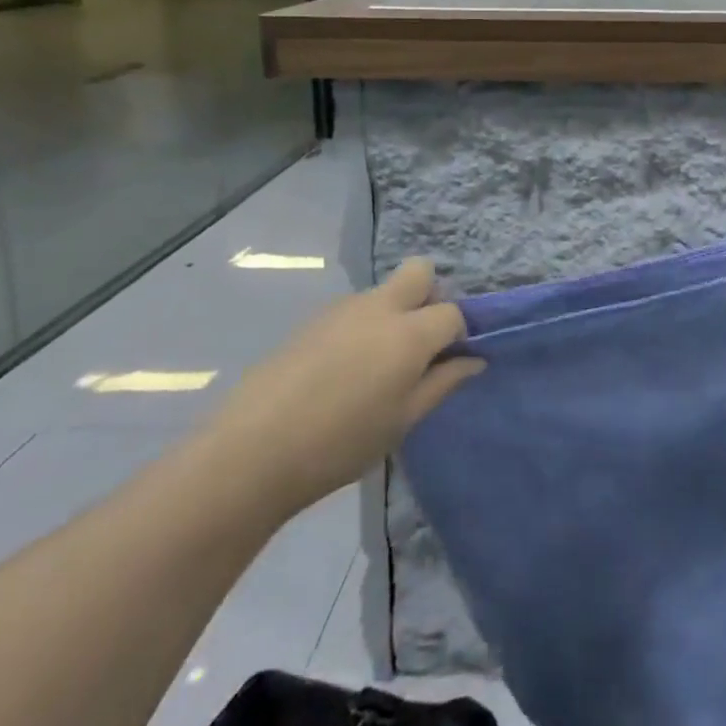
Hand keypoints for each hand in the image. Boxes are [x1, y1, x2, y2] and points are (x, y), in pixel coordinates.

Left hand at [201, 259, 483, 520]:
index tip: (451, 361)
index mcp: (410, 332)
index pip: (453, 313)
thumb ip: (443, 383)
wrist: (251, 453)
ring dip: (394, 314)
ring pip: (384, 293)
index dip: (458, 334)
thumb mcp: (403, 420)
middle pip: (420, 272)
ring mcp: (342, 309)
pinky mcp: (311, 321)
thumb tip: (474, 360)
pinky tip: (341, 373)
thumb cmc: (341, 443)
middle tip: (419, 343)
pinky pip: (353, 311)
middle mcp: (380, 307)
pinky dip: (362, 328)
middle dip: (430, 296)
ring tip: (375, 368)